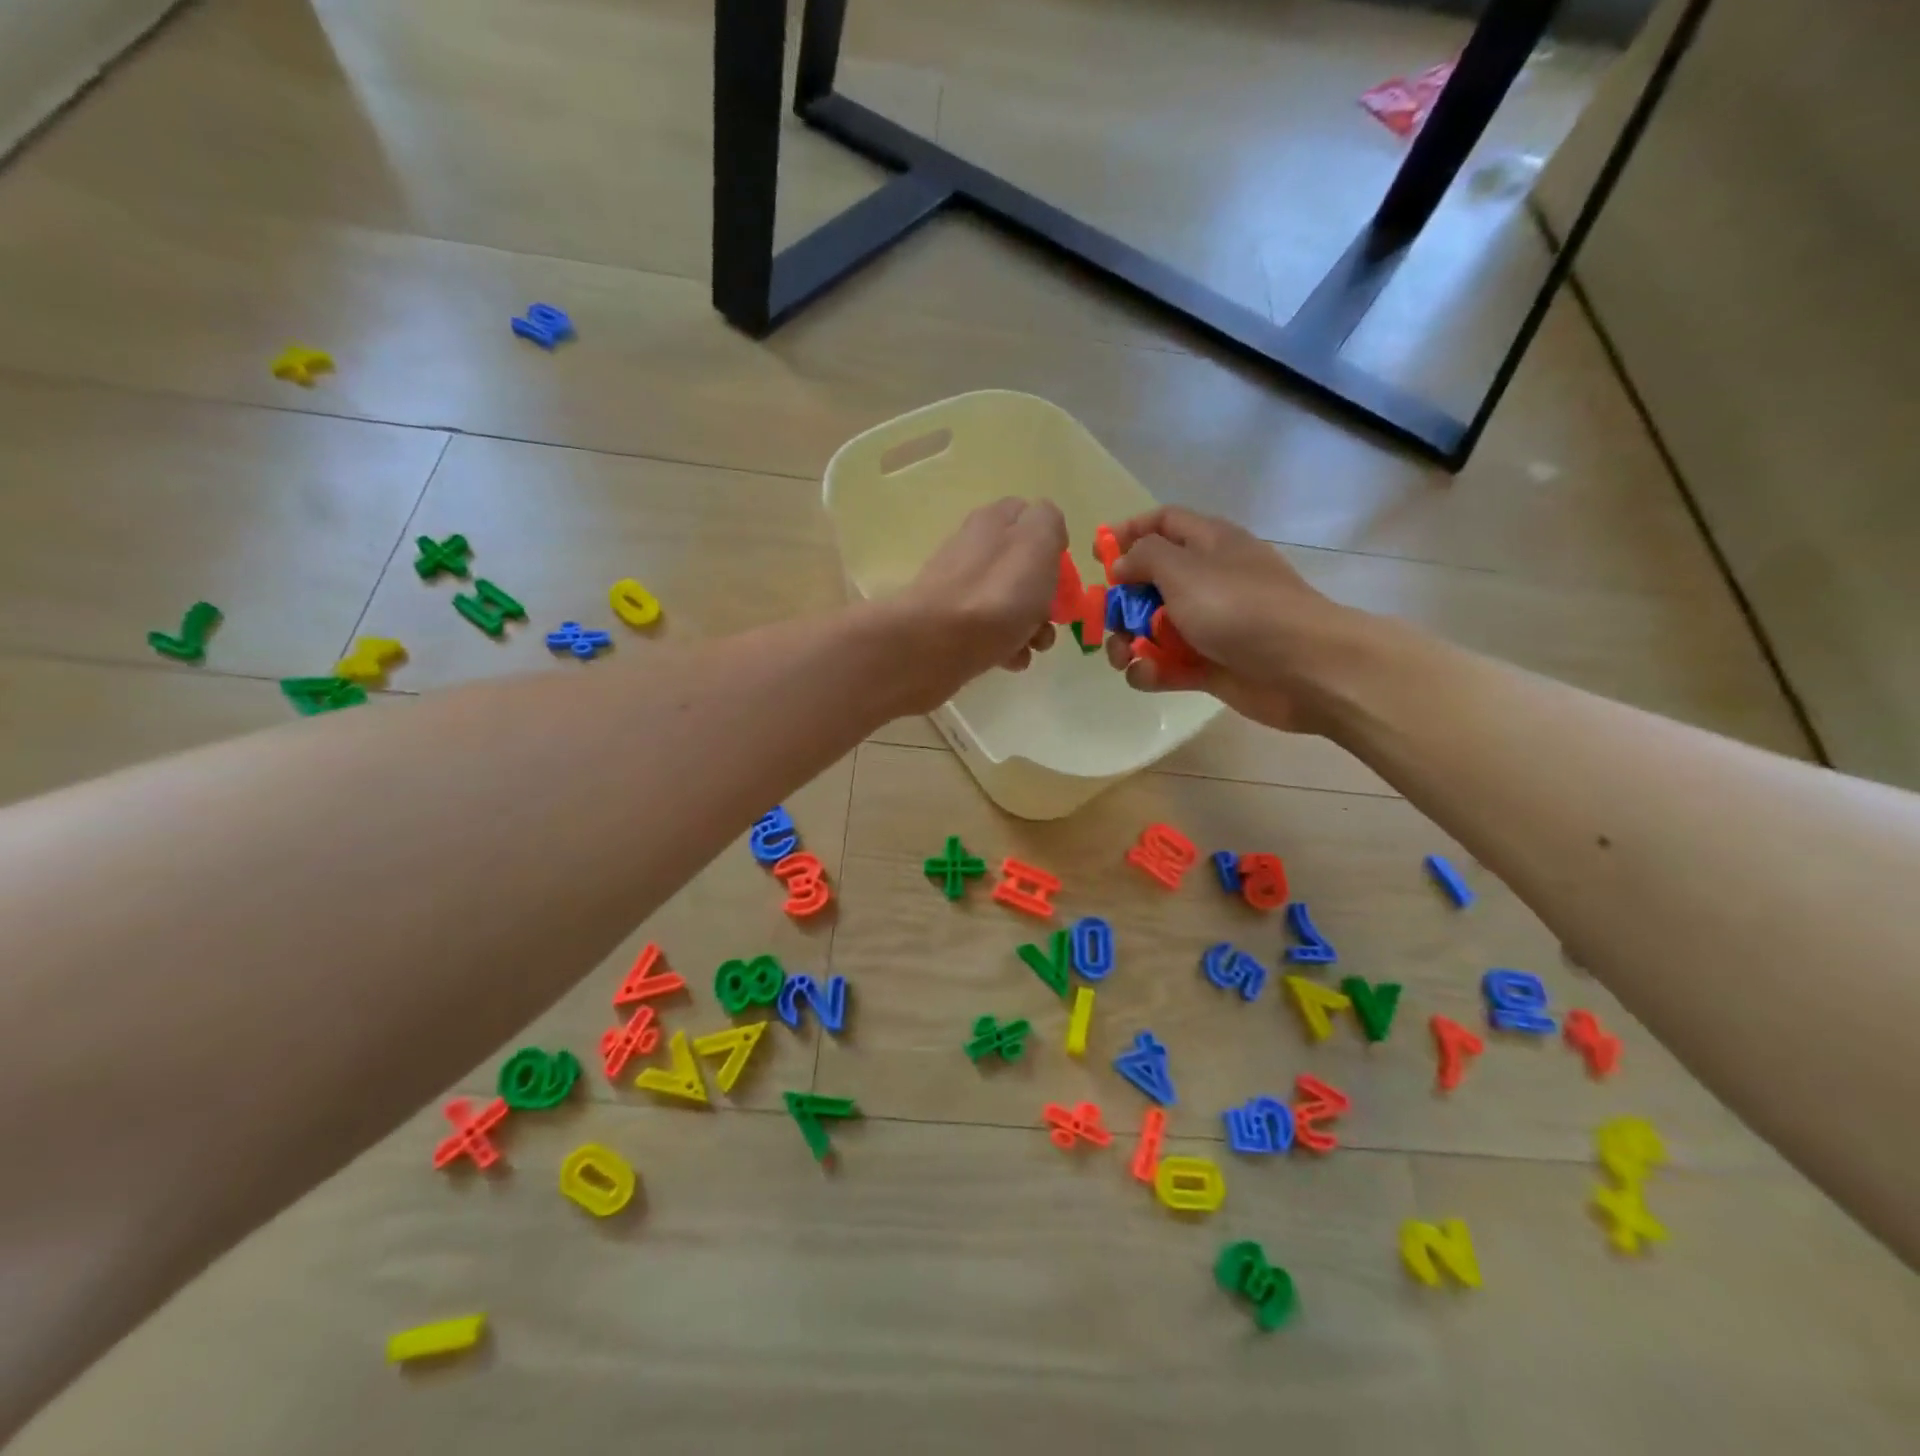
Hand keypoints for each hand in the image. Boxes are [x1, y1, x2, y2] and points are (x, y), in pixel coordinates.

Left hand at [884, 498, 1065, 710]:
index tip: (1063, 572)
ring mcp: (959, 591)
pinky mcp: (950, 627)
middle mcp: (973, 550)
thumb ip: (1049, 523)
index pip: (1029, 518)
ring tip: (1035, 646)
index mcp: (993, 522)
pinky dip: (1007, 647)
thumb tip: (1046, 530)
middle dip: (1046, 596)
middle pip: (1022, 569)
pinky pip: (990, 634)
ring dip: (1031, 627)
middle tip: (1052, 616)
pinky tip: (1011, 660)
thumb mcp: (1037, 541)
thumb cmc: (997, 593)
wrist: (936, 644)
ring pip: (1009, 605)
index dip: (1052, 544)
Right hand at [1101, 506, 1366, 732]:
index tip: (1097, 556)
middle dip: (1121, 602)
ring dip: (1129, 642)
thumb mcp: (1184, 570)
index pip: (1163, 522)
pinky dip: (1151, 670)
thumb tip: (1122, 565)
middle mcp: (1208, 579)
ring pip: (1153, 628)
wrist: (1303, 668)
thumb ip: (1144, 558)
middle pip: (1150, 582)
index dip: (1128, 532)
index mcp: (1209, 543)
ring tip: (1122, 657)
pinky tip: (1146, 675)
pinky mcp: (1209, 665)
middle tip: (1106, 620)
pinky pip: (1167, 664)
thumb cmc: (1240, 608)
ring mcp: (1209, 625)